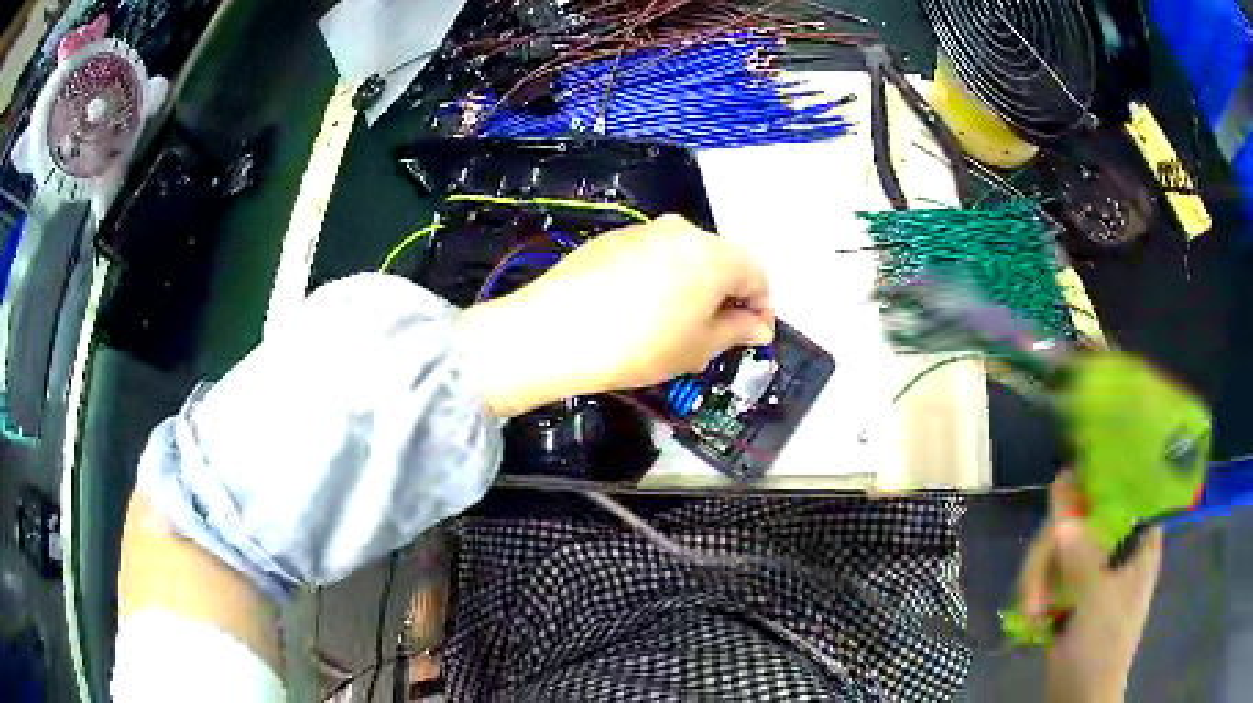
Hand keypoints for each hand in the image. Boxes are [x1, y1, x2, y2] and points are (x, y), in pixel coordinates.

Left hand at [457, 215, 774, 417]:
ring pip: (684, 255)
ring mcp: (643, 230)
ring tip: (676, 323)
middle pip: (721, 259)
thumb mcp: (698, 347)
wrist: (556, 331)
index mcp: (715, 254)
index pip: (756, 273)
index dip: (761, 306)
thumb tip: (758, 326)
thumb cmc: (641, 345)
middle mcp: (682, 231)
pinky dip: (660, 277)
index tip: (755, 335)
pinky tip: (639, 308)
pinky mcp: (611, 239)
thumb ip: (736, 331)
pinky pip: (651, 255)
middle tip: (718, 332)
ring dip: (693, 284)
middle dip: (727, 294)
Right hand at [1018, 473, 1162, 702]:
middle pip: (1079, 518)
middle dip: (1050, 553)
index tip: (1068, 479)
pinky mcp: (1070, 591)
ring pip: (1058, 546)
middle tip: (1035, 585)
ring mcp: (1092, 569)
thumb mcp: (1098, 601)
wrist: (1079, 697)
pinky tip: (1033, 615)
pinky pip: (1048, 571)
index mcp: (1138, 540)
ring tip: (1033, 614)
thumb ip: (1083, 557)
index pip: (1124, 489)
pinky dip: (1035, 590)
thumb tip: (1062, 518)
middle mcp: (1116, 546)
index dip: (1099, 478)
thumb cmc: (1103, 647)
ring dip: (1038, 580)